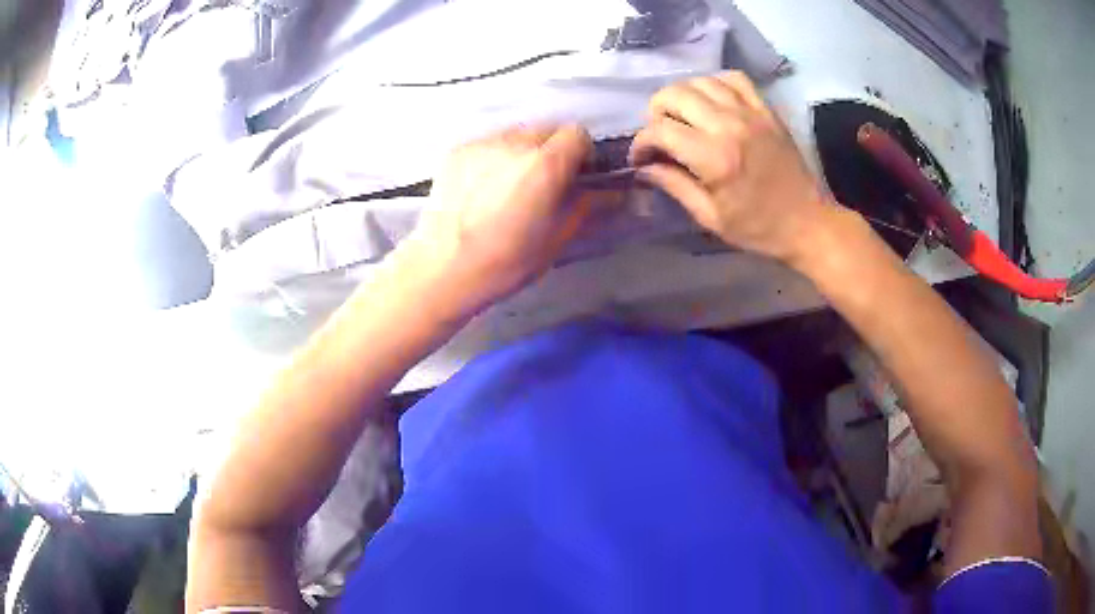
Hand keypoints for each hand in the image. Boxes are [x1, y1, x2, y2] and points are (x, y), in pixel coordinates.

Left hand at [399, 125, 593, 318]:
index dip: (582, 153)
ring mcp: (482, 143)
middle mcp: (515, 142)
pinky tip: (483, 187)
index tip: (577, 175)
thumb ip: (587, 206)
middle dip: (553, 149)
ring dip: (523, 151)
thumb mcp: (556, 238)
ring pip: (516, 134)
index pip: (577, 134)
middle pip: (547, 129)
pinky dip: (495, 157)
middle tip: (544, 182)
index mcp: (546, 164)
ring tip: (511, 184)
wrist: (442, 269)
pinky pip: (488, 143)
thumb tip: (614, 193)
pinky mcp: (457, 151)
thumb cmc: (506, 262)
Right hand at [629, 71, 833, 265]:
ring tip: (683, 116)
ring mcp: (750, 113)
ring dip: (683, 95)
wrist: (807, 222)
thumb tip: (644, 167)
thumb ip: (675, 186)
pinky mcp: (766, 110)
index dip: (641, 142)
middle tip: (661, 134)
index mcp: (714, 158)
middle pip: (674, 95)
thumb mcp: (710, 218)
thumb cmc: (758, 227)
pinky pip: (734, 78)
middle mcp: (729, 126)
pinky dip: (715, 83)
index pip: (660, 131)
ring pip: (700, 81)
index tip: (641, 158)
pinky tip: (712, 100)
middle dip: (656, 112)